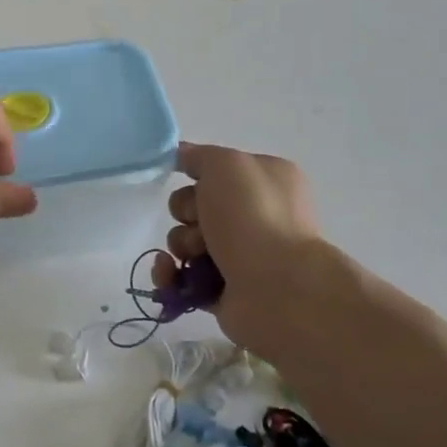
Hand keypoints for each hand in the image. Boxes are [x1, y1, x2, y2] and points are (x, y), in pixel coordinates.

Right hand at [153, 142, 323, 345]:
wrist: (278, 288)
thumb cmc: (254, 216)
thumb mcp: (226, 165)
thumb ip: (199, 156)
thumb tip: (181, 156)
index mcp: (266, 181)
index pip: (218, 170)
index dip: (196, 174)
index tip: (184, 178)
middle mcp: (256, 217)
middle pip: (196, 205)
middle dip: (186, 212)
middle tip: (200, 220)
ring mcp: (241, 256)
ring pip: (186, 240)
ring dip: (180, 244)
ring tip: (196, 253)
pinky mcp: (223, 290)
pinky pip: (182, 277)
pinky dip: (169, 274)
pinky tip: (169, 272)